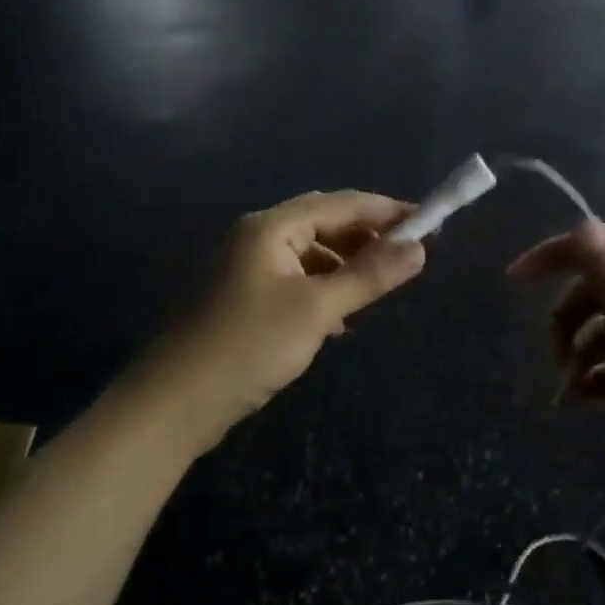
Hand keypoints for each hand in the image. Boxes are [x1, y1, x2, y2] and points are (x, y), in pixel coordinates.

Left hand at [136, 191, 425, 449]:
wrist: (175, 401)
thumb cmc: (249, 346)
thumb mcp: (317, 310)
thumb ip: (369, 276)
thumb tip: (419, 248)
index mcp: (271, 227)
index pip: (341, 203)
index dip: (387, 212)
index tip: (430, 224)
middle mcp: (256, 237)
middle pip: (323, 223)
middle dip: (367, 237)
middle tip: (408, 257)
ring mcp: (245, 268)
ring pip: (309, 254)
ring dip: (345, 265)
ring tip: (377, 288)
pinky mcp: (242, 298)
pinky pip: (294, 279)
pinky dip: (322, 289)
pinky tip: (339, 317)